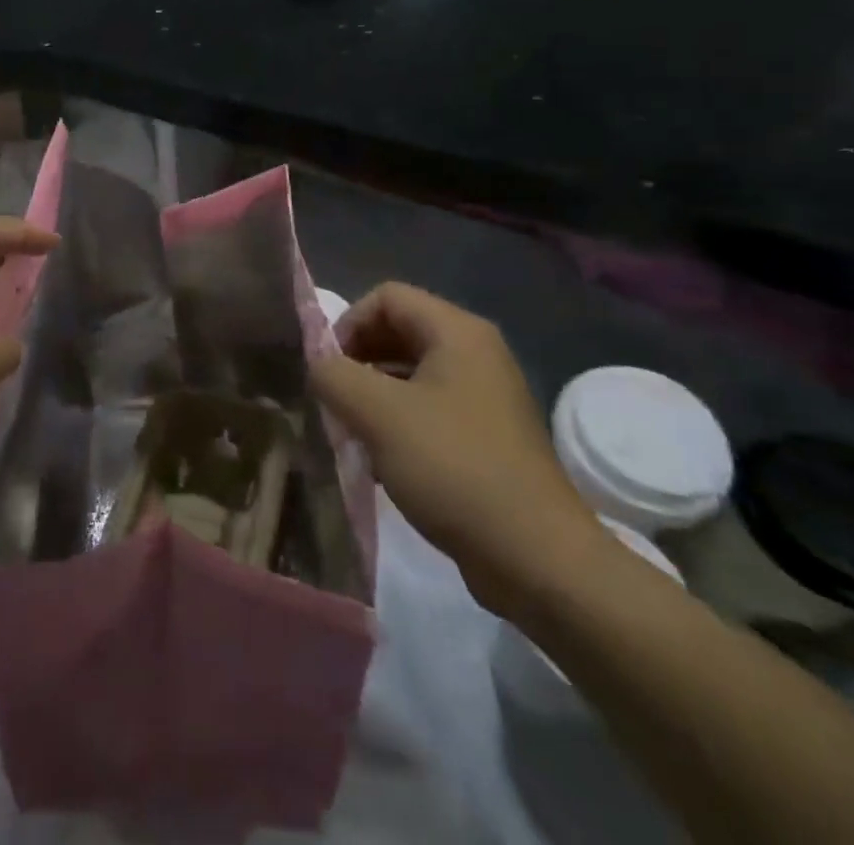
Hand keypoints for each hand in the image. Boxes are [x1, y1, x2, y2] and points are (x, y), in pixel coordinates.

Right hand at [310, 283, 604, 618]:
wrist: (536, 557)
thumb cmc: (454, 468)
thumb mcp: (378, 415)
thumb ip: (334, 376)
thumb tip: (317, 363)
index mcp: (458, 332)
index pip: (387, 296)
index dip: (348, 323)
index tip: (328, 369)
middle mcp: (476, 352)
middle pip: (400, 330)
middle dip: (358, 359)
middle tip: (334, 399)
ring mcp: (485, 394)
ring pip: (412, 372)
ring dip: (374, 393)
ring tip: (351, 430)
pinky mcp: (487, 434)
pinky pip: (430, 407)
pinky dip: (399, 421)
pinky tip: (381, 460)